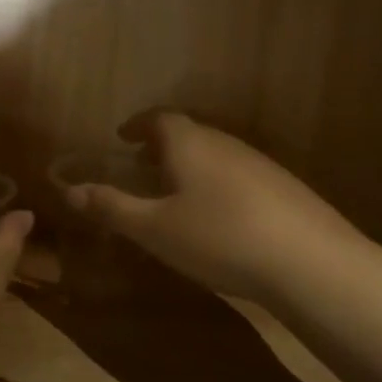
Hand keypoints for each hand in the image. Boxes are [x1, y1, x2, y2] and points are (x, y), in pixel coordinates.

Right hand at [66, 111, 356, 298]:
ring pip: (215, 155)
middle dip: (161, 146)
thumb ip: (111, 207)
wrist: (312, 263)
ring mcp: (261, 164)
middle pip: (188, 133)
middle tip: (141, 167)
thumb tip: (68, 190)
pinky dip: (217, 184)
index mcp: (190, 144)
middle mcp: (225, 144)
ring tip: (176, 194)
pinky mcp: (285, 189)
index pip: (159, 118)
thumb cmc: (219, 238)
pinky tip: (219, 218)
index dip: (137, 124)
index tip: (122, 136)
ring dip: (190, 166)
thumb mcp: (154, 228)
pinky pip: (238, 175)